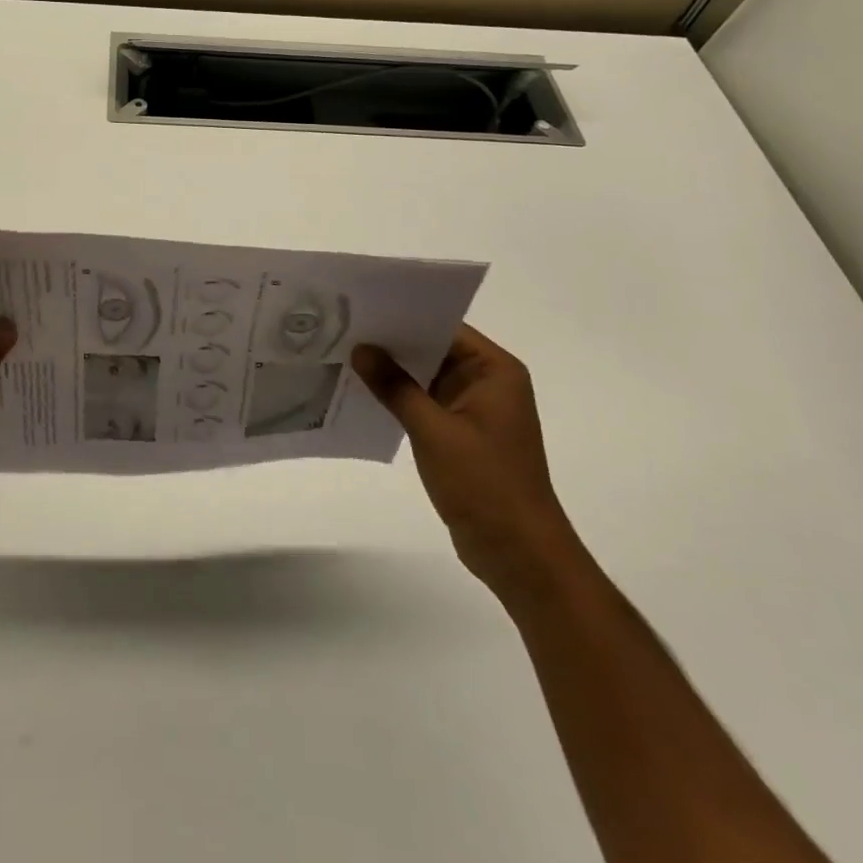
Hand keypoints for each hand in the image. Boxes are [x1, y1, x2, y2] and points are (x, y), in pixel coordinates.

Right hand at [352, 325, 580, 597]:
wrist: (519, 554)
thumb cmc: (484, 484)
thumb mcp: (434, 430)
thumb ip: (395, 386)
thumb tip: (361, 349)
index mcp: (494, 370)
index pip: (444, 327)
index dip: (403, 316)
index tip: (361, 308)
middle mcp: (488, 382)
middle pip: (433, 349)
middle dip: (391, 343)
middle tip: (343, 328)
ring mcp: (475, 409)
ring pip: (425, 377)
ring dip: (392, 372)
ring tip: (344, 355)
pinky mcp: (462, 434)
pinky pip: (425, 403)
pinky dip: (399, 398)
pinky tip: (362, 393)